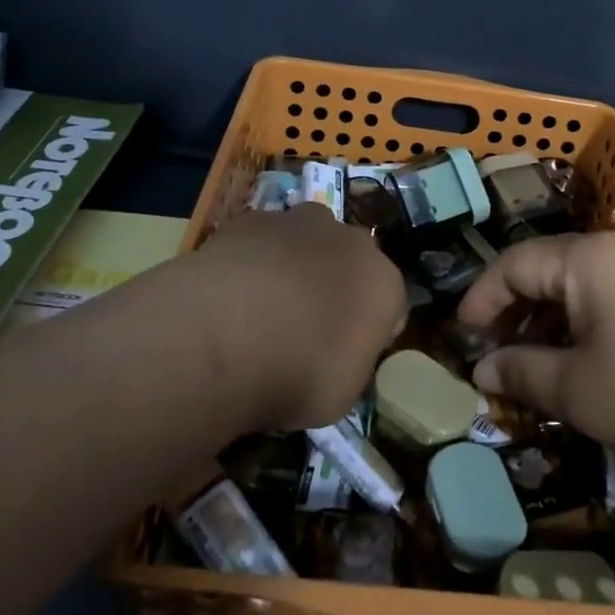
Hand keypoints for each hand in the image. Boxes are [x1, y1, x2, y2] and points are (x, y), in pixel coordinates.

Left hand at [166, 205, 406, 431]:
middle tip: (307, 325)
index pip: (390, 305)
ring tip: (264, 305)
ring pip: (308, 239)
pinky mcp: (252, 219)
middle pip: (352, 260)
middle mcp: (352, 243)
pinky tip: (230, 291)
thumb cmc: (297, 375)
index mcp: (385, 285)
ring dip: (296, 263)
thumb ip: (350, 364)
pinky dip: (253, 258)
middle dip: (337, 284)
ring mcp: (301, 223)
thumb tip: (340, 357)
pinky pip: (262, 239)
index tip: (347, 354)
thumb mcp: (340, 396)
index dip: (370, 330)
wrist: (224, 336)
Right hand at [456, 232, 614, 510]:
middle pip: (550, 270)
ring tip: (533, 369)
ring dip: (551, 324)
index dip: (481, 299)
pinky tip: (586, 368)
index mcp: (592, 257)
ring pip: (584, 288)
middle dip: (515, 313)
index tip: (458, 337)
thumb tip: (480, 368)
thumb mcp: (581, 392)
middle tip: (492, 358)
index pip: (515, 263)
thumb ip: (522, 372)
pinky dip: (588, 329)